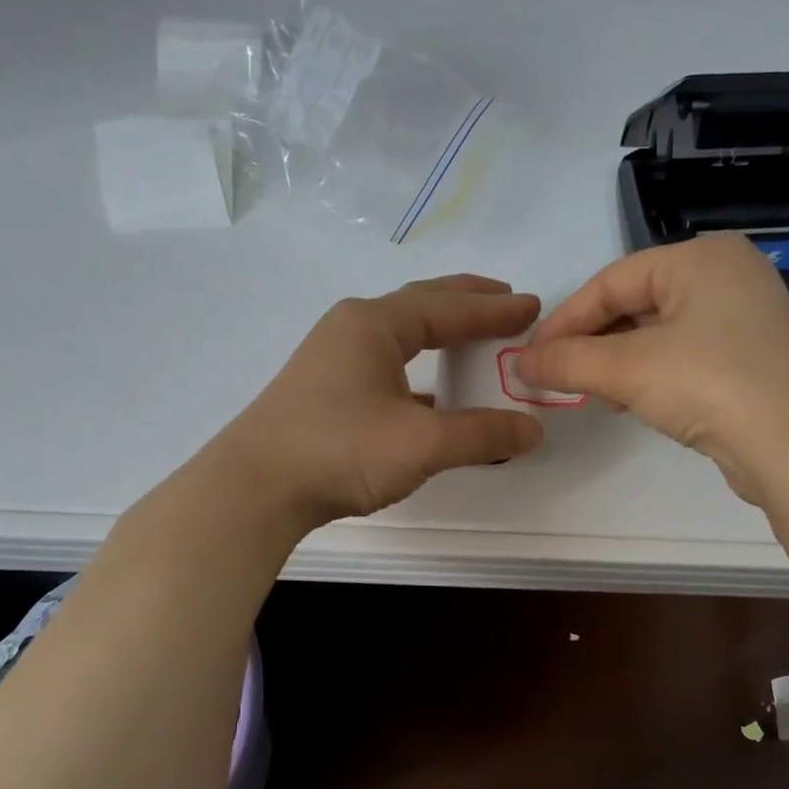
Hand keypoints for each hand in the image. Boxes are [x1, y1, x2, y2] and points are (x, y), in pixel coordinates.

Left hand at [207, 275, 543, 527]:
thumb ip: (481, 435)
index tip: (532, 307)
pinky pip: (384, 366)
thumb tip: (532, 432)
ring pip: (400, 336)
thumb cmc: (340, 450)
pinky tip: (432, 397)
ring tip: (472, 339)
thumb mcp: (422, 443)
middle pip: (421, 305)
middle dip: (466, 302)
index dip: (494, 309)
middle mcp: (352, 329)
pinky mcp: (324, 391)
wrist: (255, 488)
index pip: (448, 306)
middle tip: (505, 301)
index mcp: (375, 324)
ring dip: (439, 334)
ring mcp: (333, 360)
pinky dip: (417, 371)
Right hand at [513, 234, 788, 502]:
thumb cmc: (709, 384)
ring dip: (617, 362)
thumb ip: (568, 361)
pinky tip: (632, 401)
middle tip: (560, 377)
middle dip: (592, 343)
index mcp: (701, 257)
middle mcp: (727, 275)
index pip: (612, 281)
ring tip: (594, 394)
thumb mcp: (627, 369)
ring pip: (658, 332)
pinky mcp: (751, 357)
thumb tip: (519, 365)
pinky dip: (650, 374)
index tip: (532, 357)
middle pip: (635, 304)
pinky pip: (684, 354)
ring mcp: (744, 317)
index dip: (565, 320)